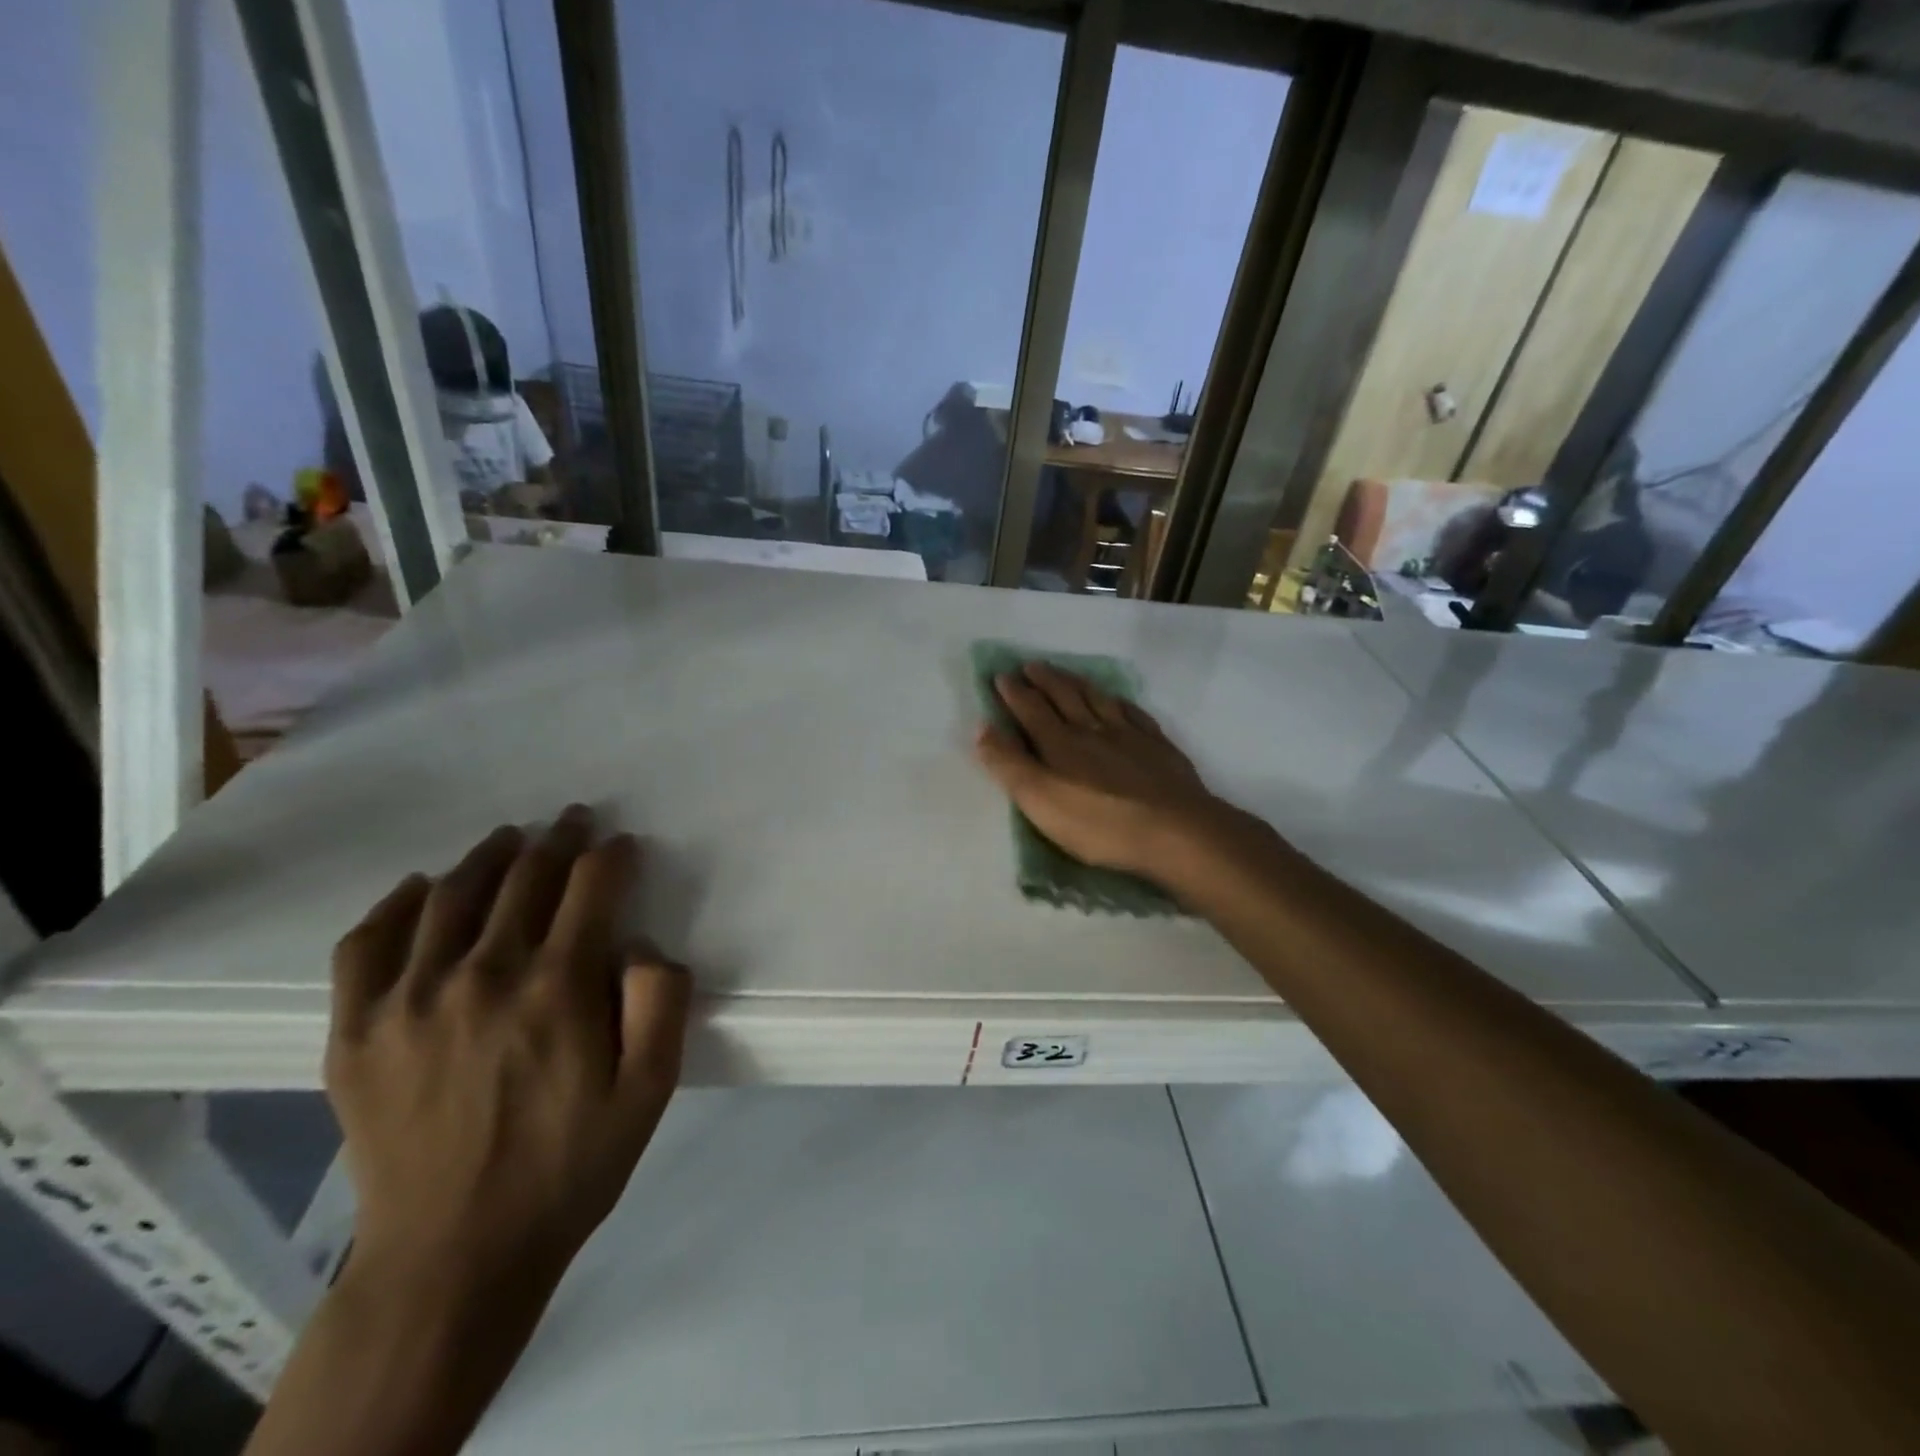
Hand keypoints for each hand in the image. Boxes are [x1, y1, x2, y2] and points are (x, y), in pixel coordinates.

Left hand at [326, 805, 690, 1286]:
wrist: (453, 1256)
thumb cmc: (568, 1166)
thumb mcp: (651, 1090)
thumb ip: (662, 1003)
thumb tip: (642, 945)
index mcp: (556, 988)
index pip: (591, 887)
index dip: (612, 856)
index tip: (623, 845)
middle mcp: (481, 976)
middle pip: (525, 878)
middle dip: (559, 841)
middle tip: (574, 822)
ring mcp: (408, 1000)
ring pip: (451, 895)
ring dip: (489, 856)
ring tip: (510, 839)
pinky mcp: (355, 1031)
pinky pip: (368, 943)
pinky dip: (397, 904)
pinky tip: (422, 889)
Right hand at [973, 662, 1260, 888]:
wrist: (1174, 831)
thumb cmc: (1099, 824)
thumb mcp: (1040, 801)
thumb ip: (1010, 764)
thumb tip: (982, 727)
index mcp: (1060, 744)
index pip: (1031, 710)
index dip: (1014, 693)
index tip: (1001, 675)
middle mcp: (1092, 730)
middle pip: (1065, 697)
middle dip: (1045, 680)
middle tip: (1031, 665)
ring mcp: (1129, 736)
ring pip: (1098, 699)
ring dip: (1078, 684)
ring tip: (1067, 673)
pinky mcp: (1158, 748)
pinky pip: (1134, 714)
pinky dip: (1120, 703)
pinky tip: (1119, 701)